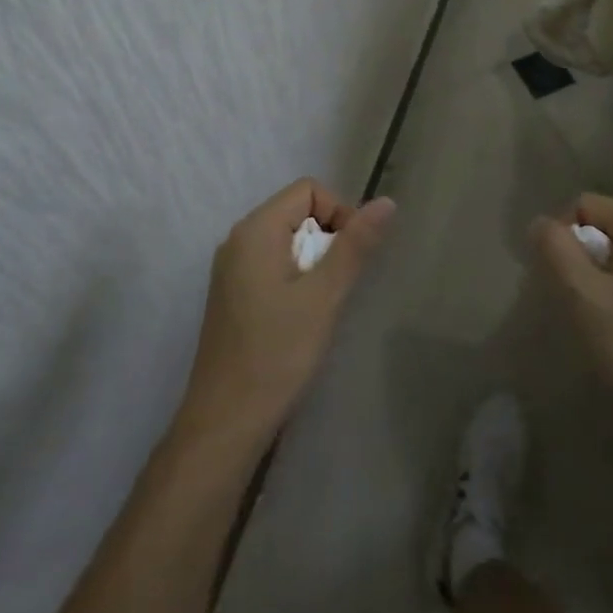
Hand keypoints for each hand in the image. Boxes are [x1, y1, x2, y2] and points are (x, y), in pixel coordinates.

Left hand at [176, 179, 396, 446]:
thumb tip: (386, 202)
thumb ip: (355, 245)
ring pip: (286, 241)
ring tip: (322, 305)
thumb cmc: (277, 354)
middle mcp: (238, 239)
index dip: (339, 213)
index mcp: (255, 230)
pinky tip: (301, 318)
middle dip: (327, 240)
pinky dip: (295, 279)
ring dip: (313, 263)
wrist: (225, 422)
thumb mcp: (324, 296)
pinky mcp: (232, 295)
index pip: (308, 190)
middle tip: (337, 287)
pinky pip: (272, 265)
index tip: (351, 257)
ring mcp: (231, 268)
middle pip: (297, 212)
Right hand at [534, 194, 612, 436]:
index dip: (562, 235)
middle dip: (584, 257)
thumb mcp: (582, 294)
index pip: (584, 205)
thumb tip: (541, 223)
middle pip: (607, 227)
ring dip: (603, 276)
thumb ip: (554, 248)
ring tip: (600, 317)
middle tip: (577, 300)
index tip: (559, 278)